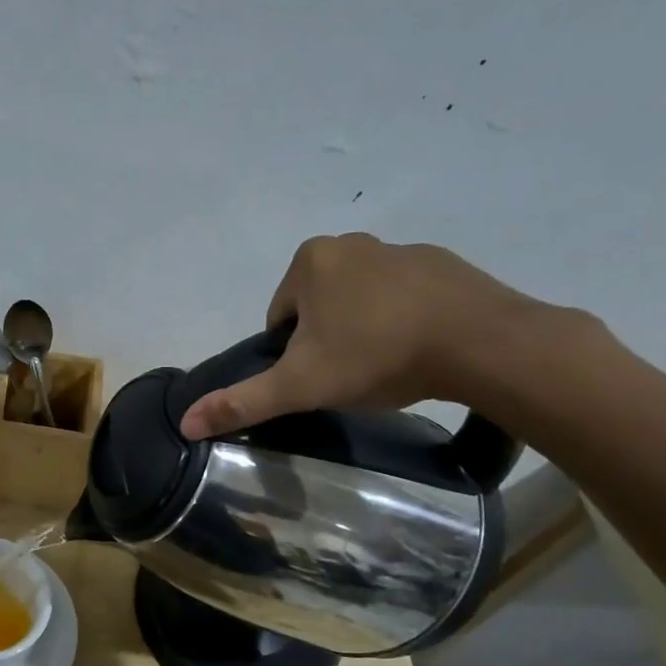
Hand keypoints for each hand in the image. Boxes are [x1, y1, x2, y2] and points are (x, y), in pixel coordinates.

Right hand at [180, 233, 544, 439]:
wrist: (480, 344)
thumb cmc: (376, 356)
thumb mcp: (300, 385)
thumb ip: (242, 401)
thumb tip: (185, 422)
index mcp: (310, 262)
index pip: (279, 317)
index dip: (291, 354)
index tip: (317, 377)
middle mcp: (351, 243)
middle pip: (317, 307)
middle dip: (326, 340)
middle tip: (349, 375)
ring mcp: (400, 249)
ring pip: (360, 301)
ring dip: (363, 330)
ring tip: (385, 366)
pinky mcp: (442, 264)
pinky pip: (403, 297)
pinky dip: (401, 321)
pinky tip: (418, 350)